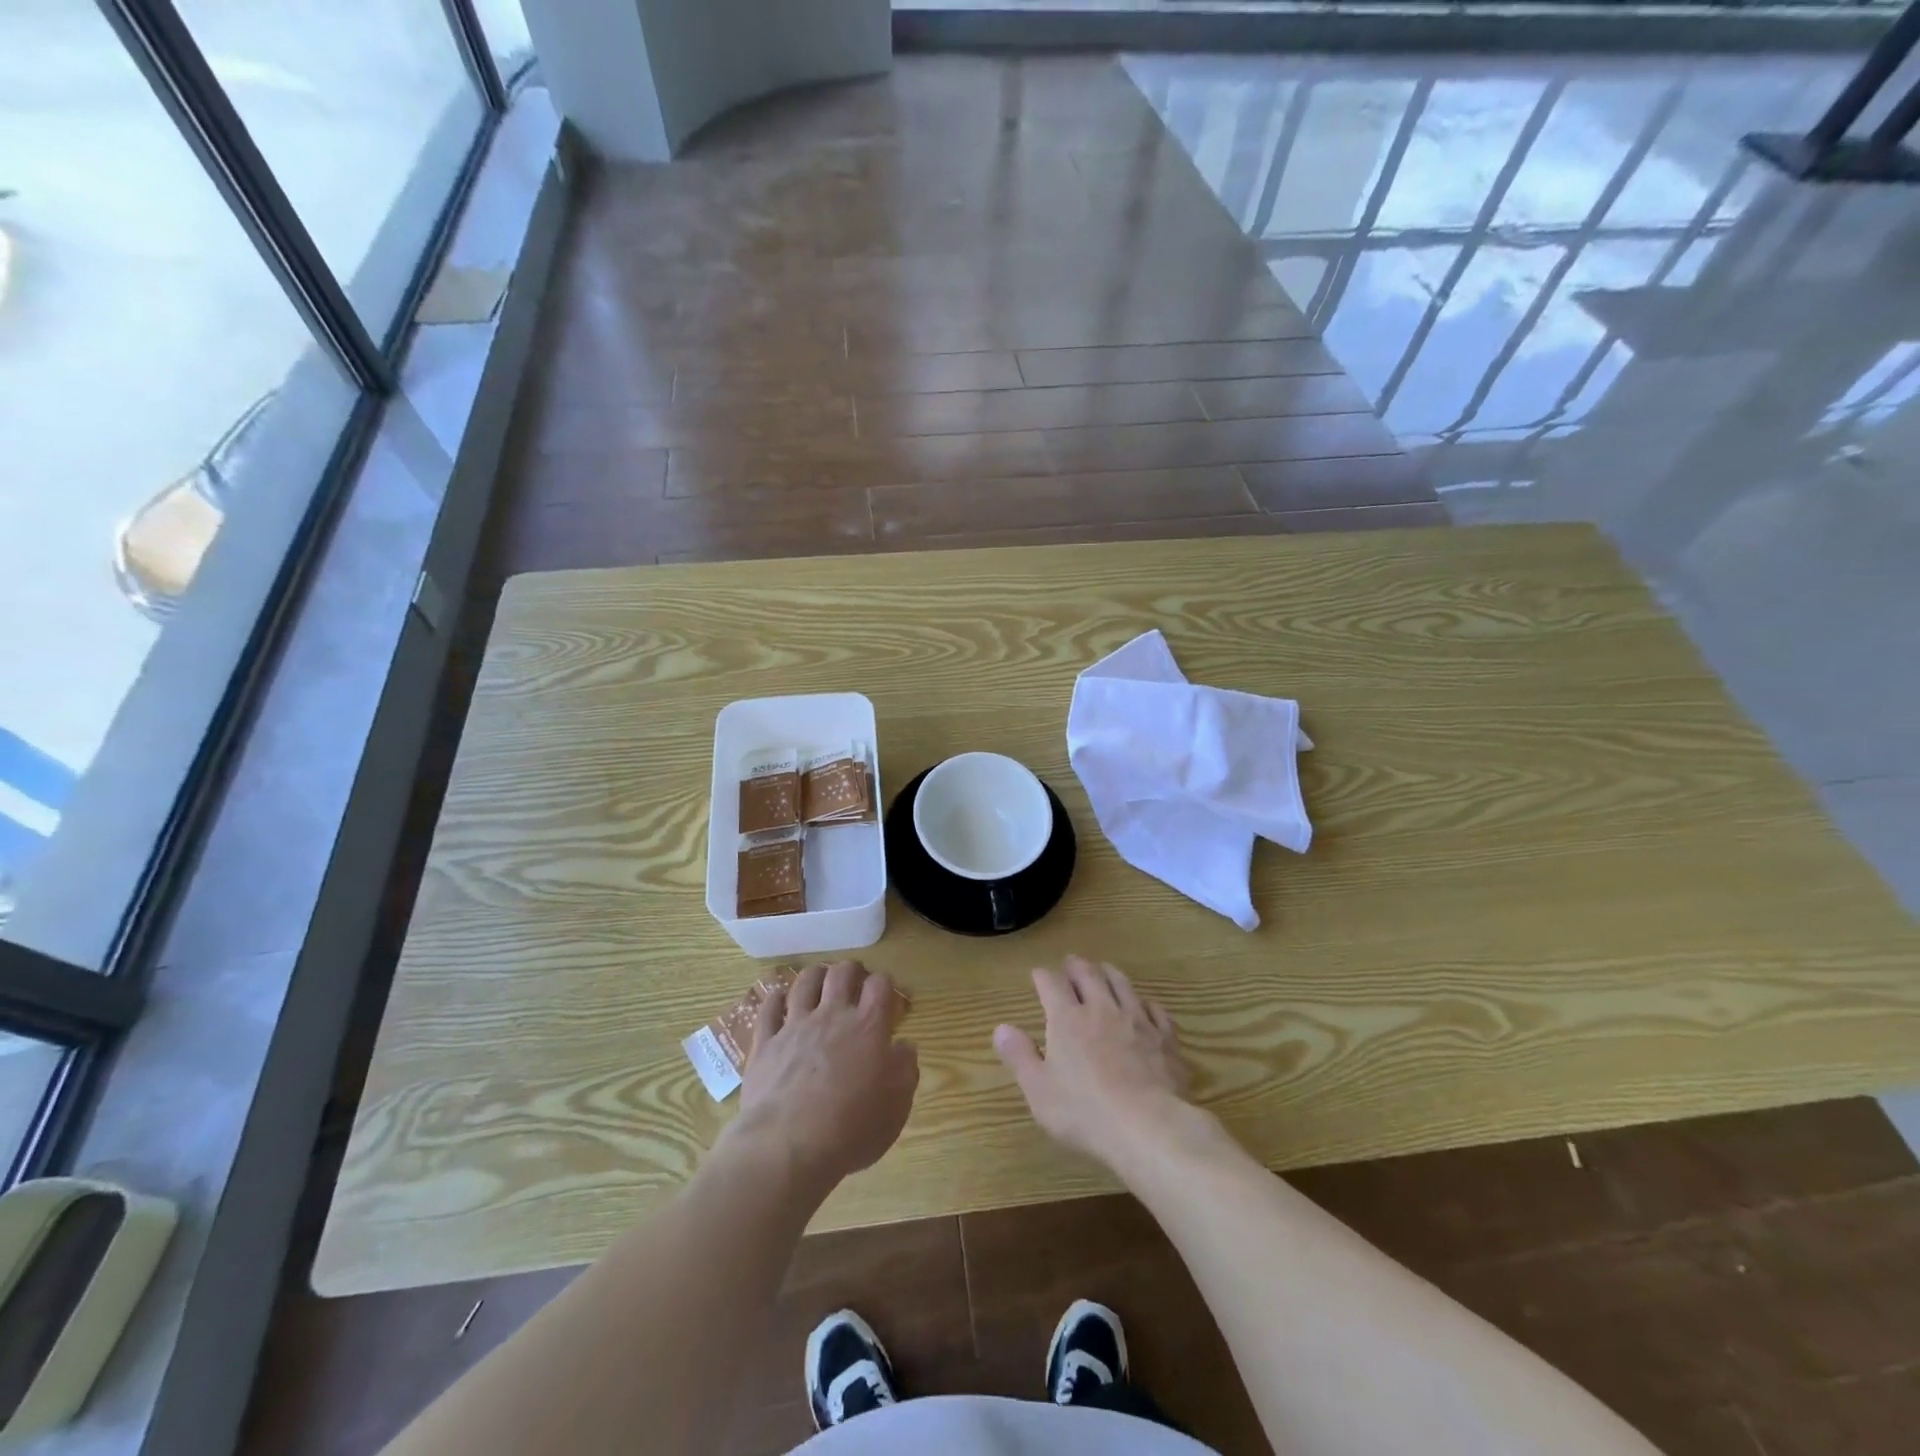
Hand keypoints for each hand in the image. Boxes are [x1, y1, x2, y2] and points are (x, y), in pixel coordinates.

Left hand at [733, 960, 918, 1192]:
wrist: (787, 1146)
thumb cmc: (851, 1129)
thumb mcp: (897, 1105)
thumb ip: (905, 1069)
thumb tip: (904, 1046)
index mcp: (868, 1027)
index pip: (880, 985)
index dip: (885, 984)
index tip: (886, 997)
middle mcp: (832, 1016)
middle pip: (841, 973)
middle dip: (850, 970)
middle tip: (854, 979)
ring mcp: (795, 1026)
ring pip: (805, 982)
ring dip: (815, 975)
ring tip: (819, 979)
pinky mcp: (765, 1043)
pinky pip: (768, 1009)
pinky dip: (775, 999)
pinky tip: (778, 1000)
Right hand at [993, 955, 1198, 1170]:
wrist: (1148, 1126)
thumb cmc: (1085, 1111)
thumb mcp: (1039, 1090)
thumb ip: (1020, 1056)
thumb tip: (1001, 1027)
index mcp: (1067, 1019)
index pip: (1051, 984)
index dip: (1042, 976)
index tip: (1037, 974)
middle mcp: (1101, 1009)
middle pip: (1088, 975)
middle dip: (1076, 966)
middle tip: (1070, 962)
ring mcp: (1137, 1020)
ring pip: (1122, 984)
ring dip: (1109, 973)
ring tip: (1104, 969)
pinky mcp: (1165, 1038)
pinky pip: (1155, 1010)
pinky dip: (1146, 1002)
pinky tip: (1145, 1006)